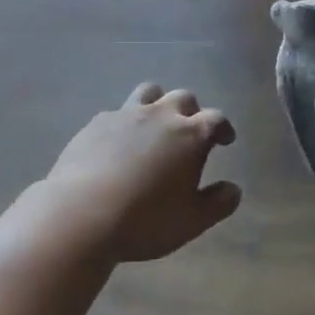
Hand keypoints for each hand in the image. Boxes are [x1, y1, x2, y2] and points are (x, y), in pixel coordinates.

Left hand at [43, 84, 241, 262]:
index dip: (223, 128)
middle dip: (192, 111)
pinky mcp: (96, 123)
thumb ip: (218, 204)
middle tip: (190, 132)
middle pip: (183, 98)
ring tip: (155, 125)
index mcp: (190, 135)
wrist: (80, 214)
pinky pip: (117, 112)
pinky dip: (126, 122)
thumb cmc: (145, 220)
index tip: (225, 139)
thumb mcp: (191, 221)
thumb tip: (233, 189)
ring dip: (158, 104)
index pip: (216, 119)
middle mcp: (160, 115)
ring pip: (149, 92)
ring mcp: (125, 114)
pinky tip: (119, 143)